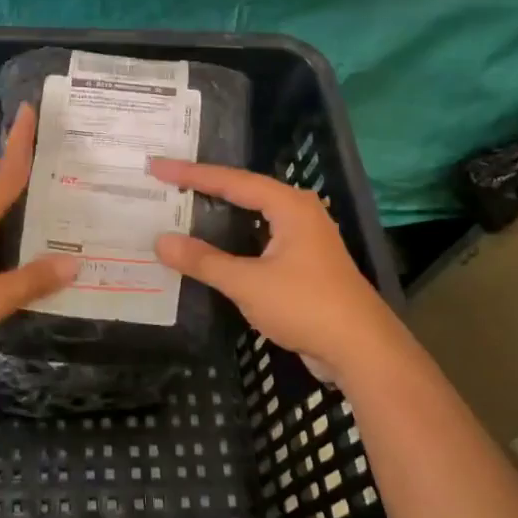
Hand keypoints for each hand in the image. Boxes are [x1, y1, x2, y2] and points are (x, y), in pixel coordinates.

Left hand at [0, 105, 77, 365]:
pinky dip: (0, 238)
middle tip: (59, 166)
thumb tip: (73, 262)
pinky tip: (11, 257)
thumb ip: (31, 280)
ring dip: (13, 211)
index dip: (21, 142)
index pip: (7, 173)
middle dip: (25, 175)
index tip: (29, 109)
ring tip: (46, 213)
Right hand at [147, 159, 403, 384]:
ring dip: (218, 213)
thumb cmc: (306, 306)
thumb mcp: (248, 283)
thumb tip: (161, 241)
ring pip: (252, 216)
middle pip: (242, 191)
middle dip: (204, 186)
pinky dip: (232, 238)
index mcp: (289, 205)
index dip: (190, 174)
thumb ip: (203, 261)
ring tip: (182, 205)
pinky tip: (211, 247)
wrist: (361, 350)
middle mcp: (298, 213)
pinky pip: (258, 239)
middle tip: (166, 180)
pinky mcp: (303, 263)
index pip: (231, 181)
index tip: (156, 167)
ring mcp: (303, 238)